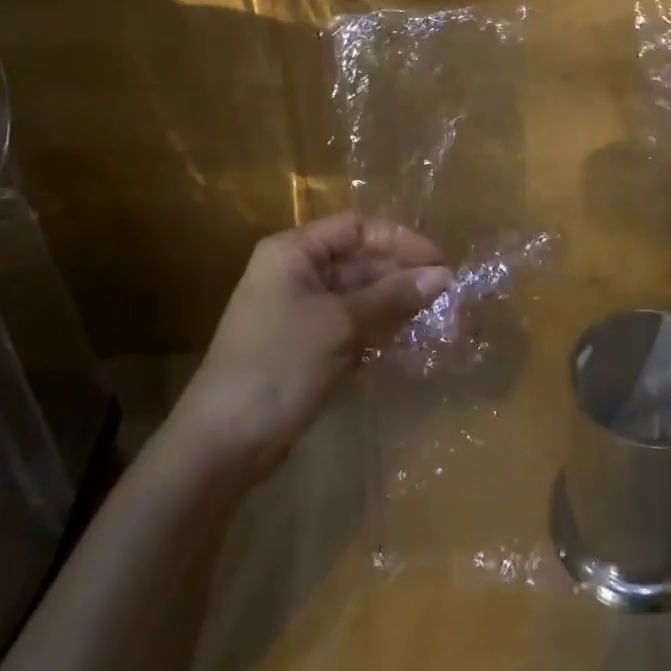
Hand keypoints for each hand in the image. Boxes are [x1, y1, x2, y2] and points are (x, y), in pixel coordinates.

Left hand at [169, 213, 452, 480]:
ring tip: (438, 318)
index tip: (441, 262)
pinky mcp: (306, 345)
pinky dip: (379, 329)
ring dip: (396, 304)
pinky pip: (351, 324)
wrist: (223, 443)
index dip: (402, 240)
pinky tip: (409, 341)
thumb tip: (444, 276)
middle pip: (361, 260)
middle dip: (403, 275)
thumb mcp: (341, 325)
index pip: (358, 227)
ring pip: (360, 295)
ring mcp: (300, 310)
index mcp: (294, 252)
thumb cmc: (279, 365)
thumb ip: (393, 296)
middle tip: (447, 296)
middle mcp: (296, 272)